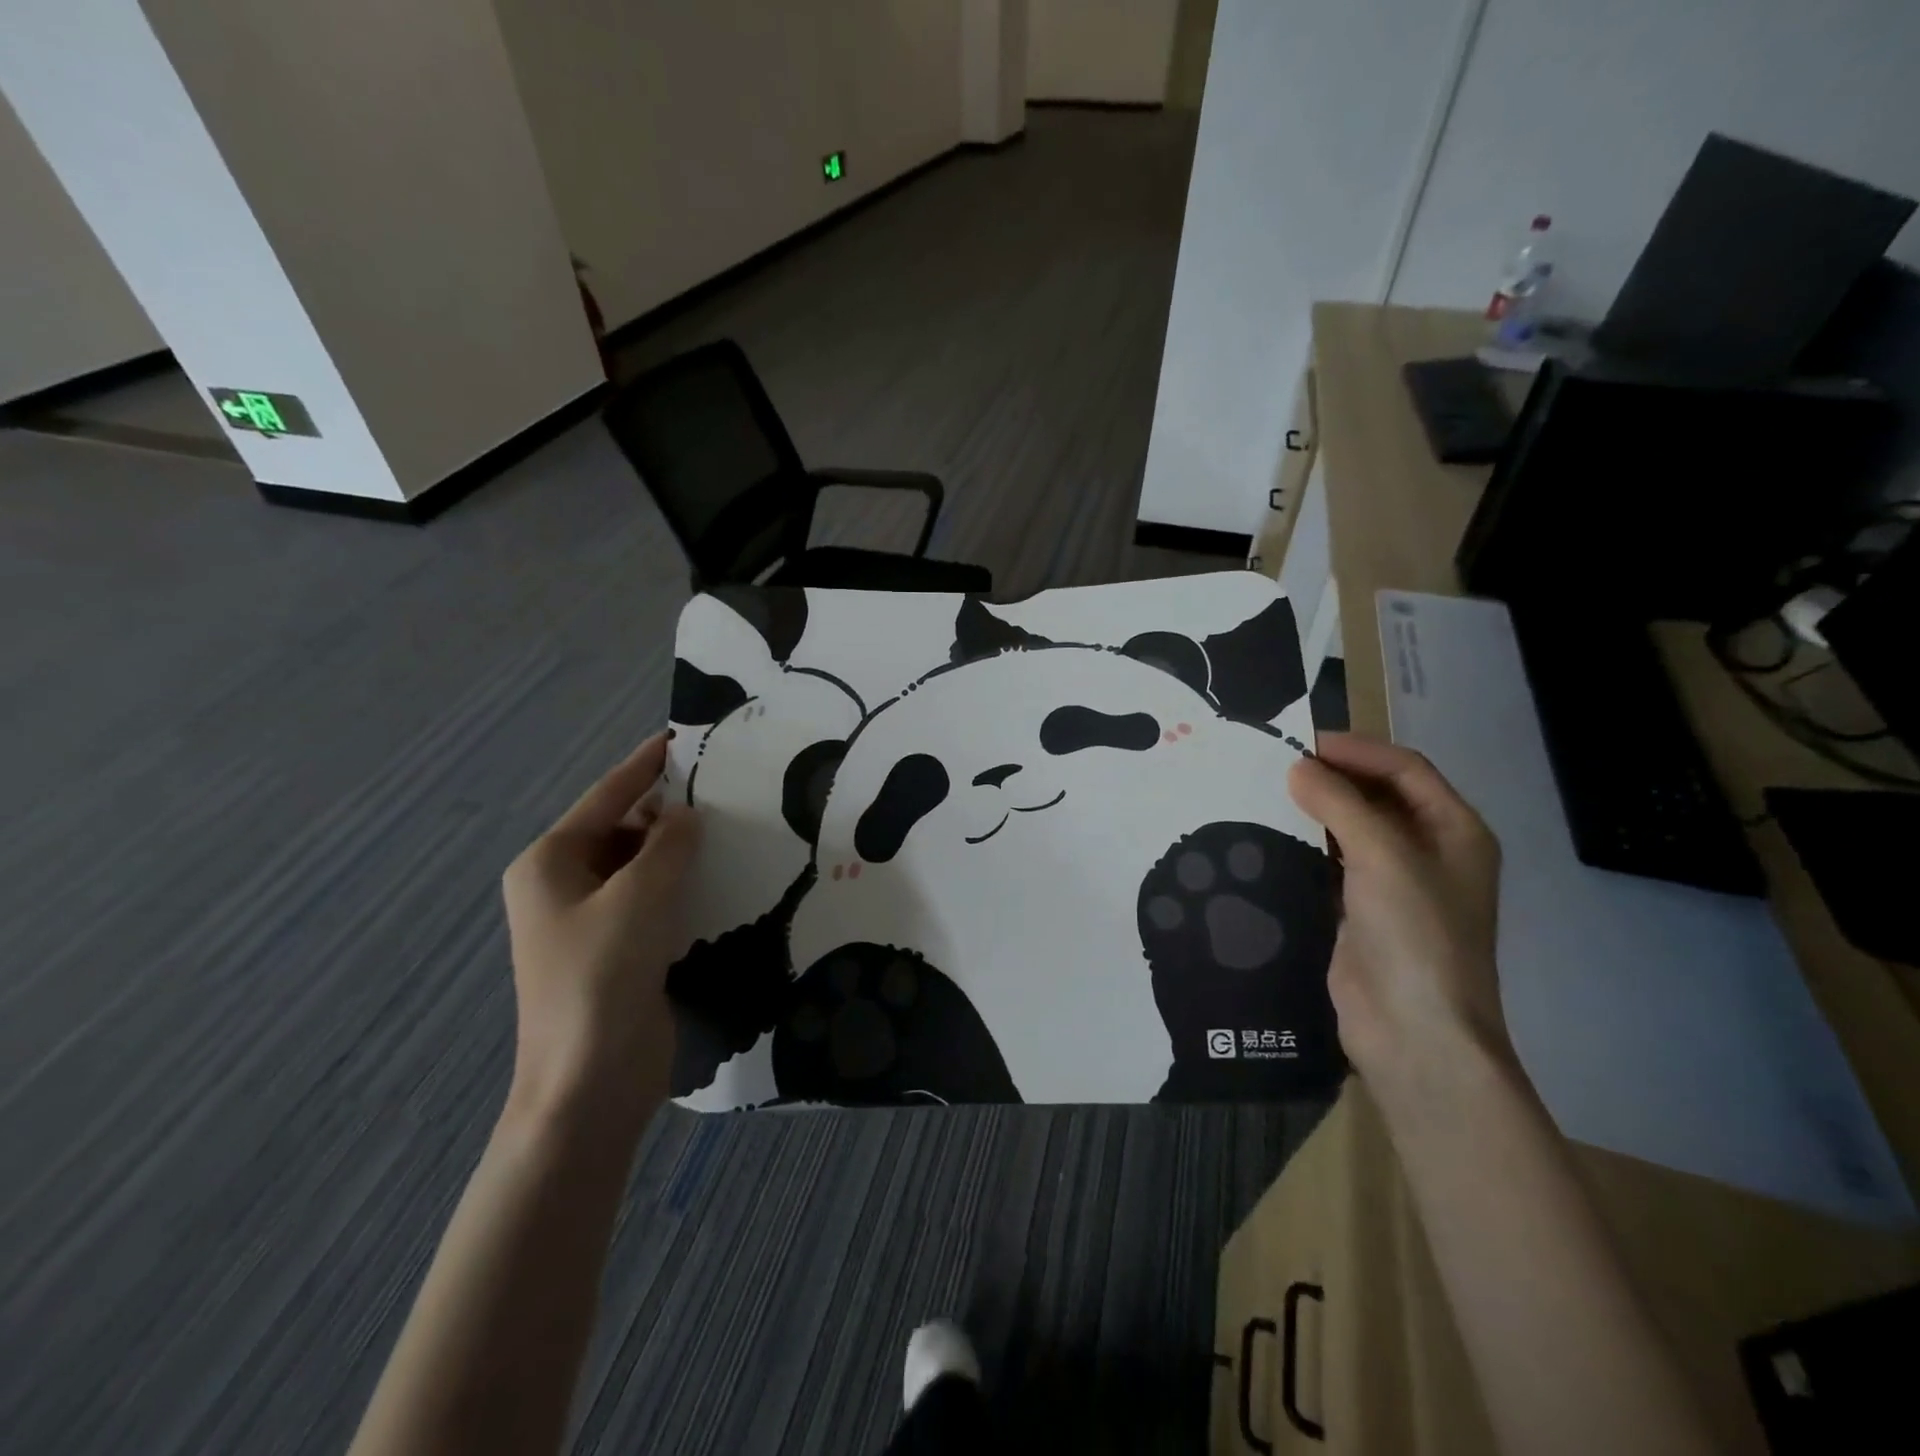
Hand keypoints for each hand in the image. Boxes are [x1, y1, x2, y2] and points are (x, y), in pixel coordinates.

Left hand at [501, 733, 698, 1124]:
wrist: (589, 1085)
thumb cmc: (601, 979)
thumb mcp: (639, 898)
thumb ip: (668, 846)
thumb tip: (687, 815)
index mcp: (551, 863)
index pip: (607, 797)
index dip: (645, 764)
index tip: (682, 736)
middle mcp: (565, 885)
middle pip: (624, 829)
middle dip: (669, 812)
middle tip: (726, 790)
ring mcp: (591, 921)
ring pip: (642, 866)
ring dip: (680, 851)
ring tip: (733, 828)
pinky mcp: (619, 949)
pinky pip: (654, 899)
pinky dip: (683, 885)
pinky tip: (722, 877)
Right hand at [1288, 734, 1510, 1095]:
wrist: (1413, 1031)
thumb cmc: (1415, 934)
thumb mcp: (1383, 856)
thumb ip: (1339, 803)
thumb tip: (1297, 767)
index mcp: (1455, 831)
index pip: (1405, 769)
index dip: (1357, 750)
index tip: (1301, 744)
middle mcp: (1428, 851)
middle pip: (1379, 795)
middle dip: (1333, 776)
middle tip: (1277, 765)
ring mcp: (1394, 884)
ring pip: (1351, 828)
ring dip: (1316, 810)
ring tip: (1267, 793)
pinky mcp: (1359, 910)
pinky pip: (1331, 863)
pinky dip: (1305, 844)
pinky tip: (1270, 836)